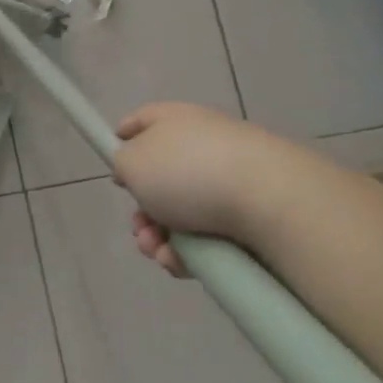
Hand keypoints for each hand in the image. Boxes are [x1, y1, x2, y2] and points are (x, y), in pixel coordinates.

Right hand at [112, 102, 290, 278]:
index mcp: (175, 121)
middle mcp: (203, 146)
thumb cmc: (189, 172)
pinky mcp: (248, 216)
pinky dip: (188, 252)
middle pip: (159, 180)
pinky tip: (182, 262)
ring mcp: (229, 181)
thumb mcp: (132, 162)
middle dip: (142, 212)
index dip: (122, 138)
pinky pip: (206, 237)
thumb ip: (122, 163)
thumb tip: (134, 170)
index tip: (112, 163)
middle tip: (139, 229)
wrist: (269, 200)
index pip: (142, 120)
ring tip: (158, 251)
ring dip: (159, 238)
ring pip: (179, 215)